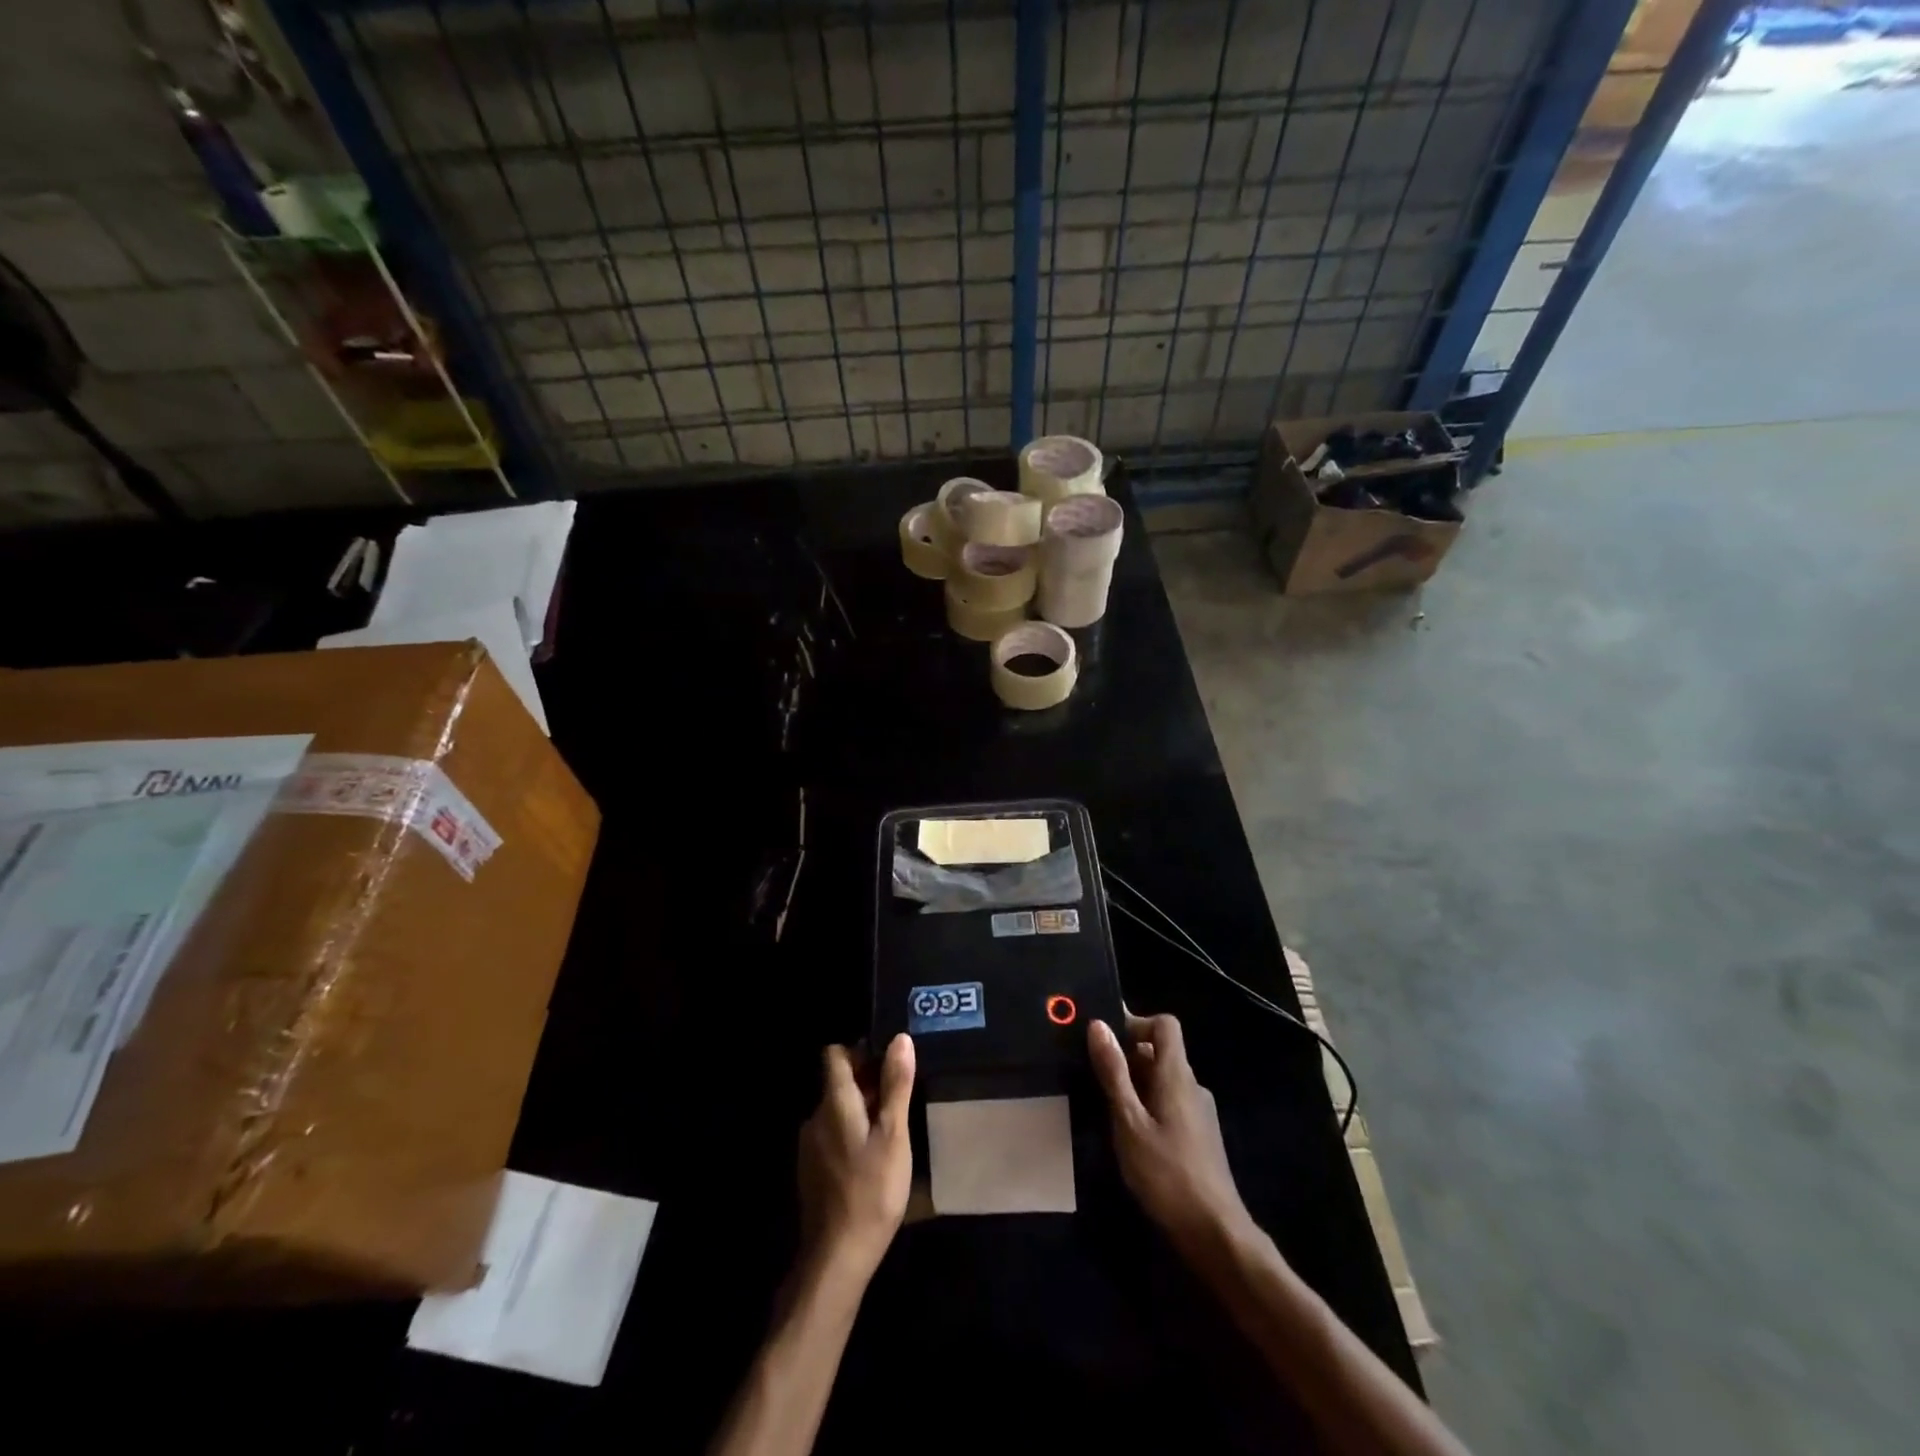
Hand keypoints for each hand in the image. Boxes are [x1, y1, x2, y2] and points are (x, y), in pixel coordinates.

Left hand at [796, 1034, 914, 1284]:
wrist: (836, 1258)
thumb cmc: (871, 1191)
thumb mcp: (894, 1135)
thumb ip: (896, 1085)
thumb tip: (900, 1038)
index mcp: (834, 1102)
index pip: (835, 1054)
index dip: (861, 1051)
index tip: (889, 1064)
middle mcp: (815, 1116)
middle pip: (838, 1082)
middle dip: (868, 1083)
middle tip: (900, 1100)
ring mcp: (810, 1146)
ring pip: (837, 1110)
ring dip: (862, 1110)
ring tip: (892, 1130)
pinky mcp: (811, 1170)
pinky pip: (833, 1135)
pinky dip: (852, 1134)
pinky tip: (873, 1158)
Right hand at [1089, 1014, 1251, 1252]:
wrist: (1215, 1233)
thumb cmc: (1167, 1174)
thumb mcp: (1129, 1122)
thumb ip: (1113, 1073)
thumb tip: (1099, 1024)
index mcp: (1177, 1075)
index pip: (1165, 1025)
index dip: (1136, 1023)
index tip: (1107, 1041)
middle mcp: (1192, 1085)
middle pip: (1160, 1052)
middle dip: (1127, 1058)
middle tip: (1094, 1078)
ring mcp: (1199, 1112)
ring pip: (1163, 1080)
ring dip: (1135, 1085)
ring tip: (1105, 1108)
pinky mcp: (1199, 1136)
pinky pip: (1169, 1103)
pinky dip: (1147, 1106)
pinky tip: (1130, 1136)